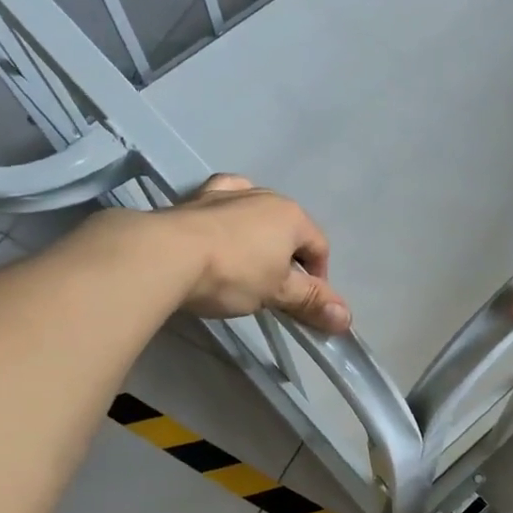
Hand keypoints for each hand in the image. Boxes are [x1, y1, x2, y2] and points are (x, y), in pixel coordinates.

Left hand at [165, 175, 351, 332]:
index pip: (319, 246)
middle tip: (274, 290)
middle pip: (288, 228)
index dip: (319, 278)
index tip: (303, 305)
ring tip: (247, 263)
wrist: (164, 255)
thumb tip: (347, 319)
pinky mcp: (193, 200)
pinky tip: (219, 230)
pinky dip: (226, 216)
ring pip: (254, 211)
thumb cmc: (233, 274)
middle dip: (288, 257)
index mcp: (290, 215)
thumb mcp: (277, 293)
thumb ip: (311, 302)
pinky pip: (221, 203)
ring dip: (257, 234)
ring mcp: (226, 193)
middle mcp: (262, 196)